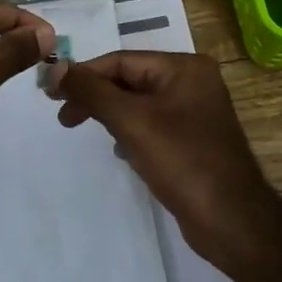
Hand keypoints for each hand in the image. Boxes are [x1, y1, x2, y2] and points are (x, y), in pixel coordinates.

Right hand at [50, 50, 281, 278]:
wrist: (231, 220)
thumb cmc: (182, 162)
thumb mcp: (131, 122)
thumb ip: (92, 92)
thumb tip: (55, 68)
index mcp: (184, 68)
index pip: (122, 60)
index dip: (84, 74)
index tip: (50, 94)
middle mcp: (192, 83)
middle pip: (130, 80)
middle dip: (95, 97)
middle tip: (63, 117)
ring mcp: (195, 112)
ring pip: (139, 104)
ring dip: (110, 115)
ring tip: (84, 130)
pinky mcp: (192, 140)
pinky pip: (151, 126)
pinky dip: (130, 133)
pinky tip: (121, 151)